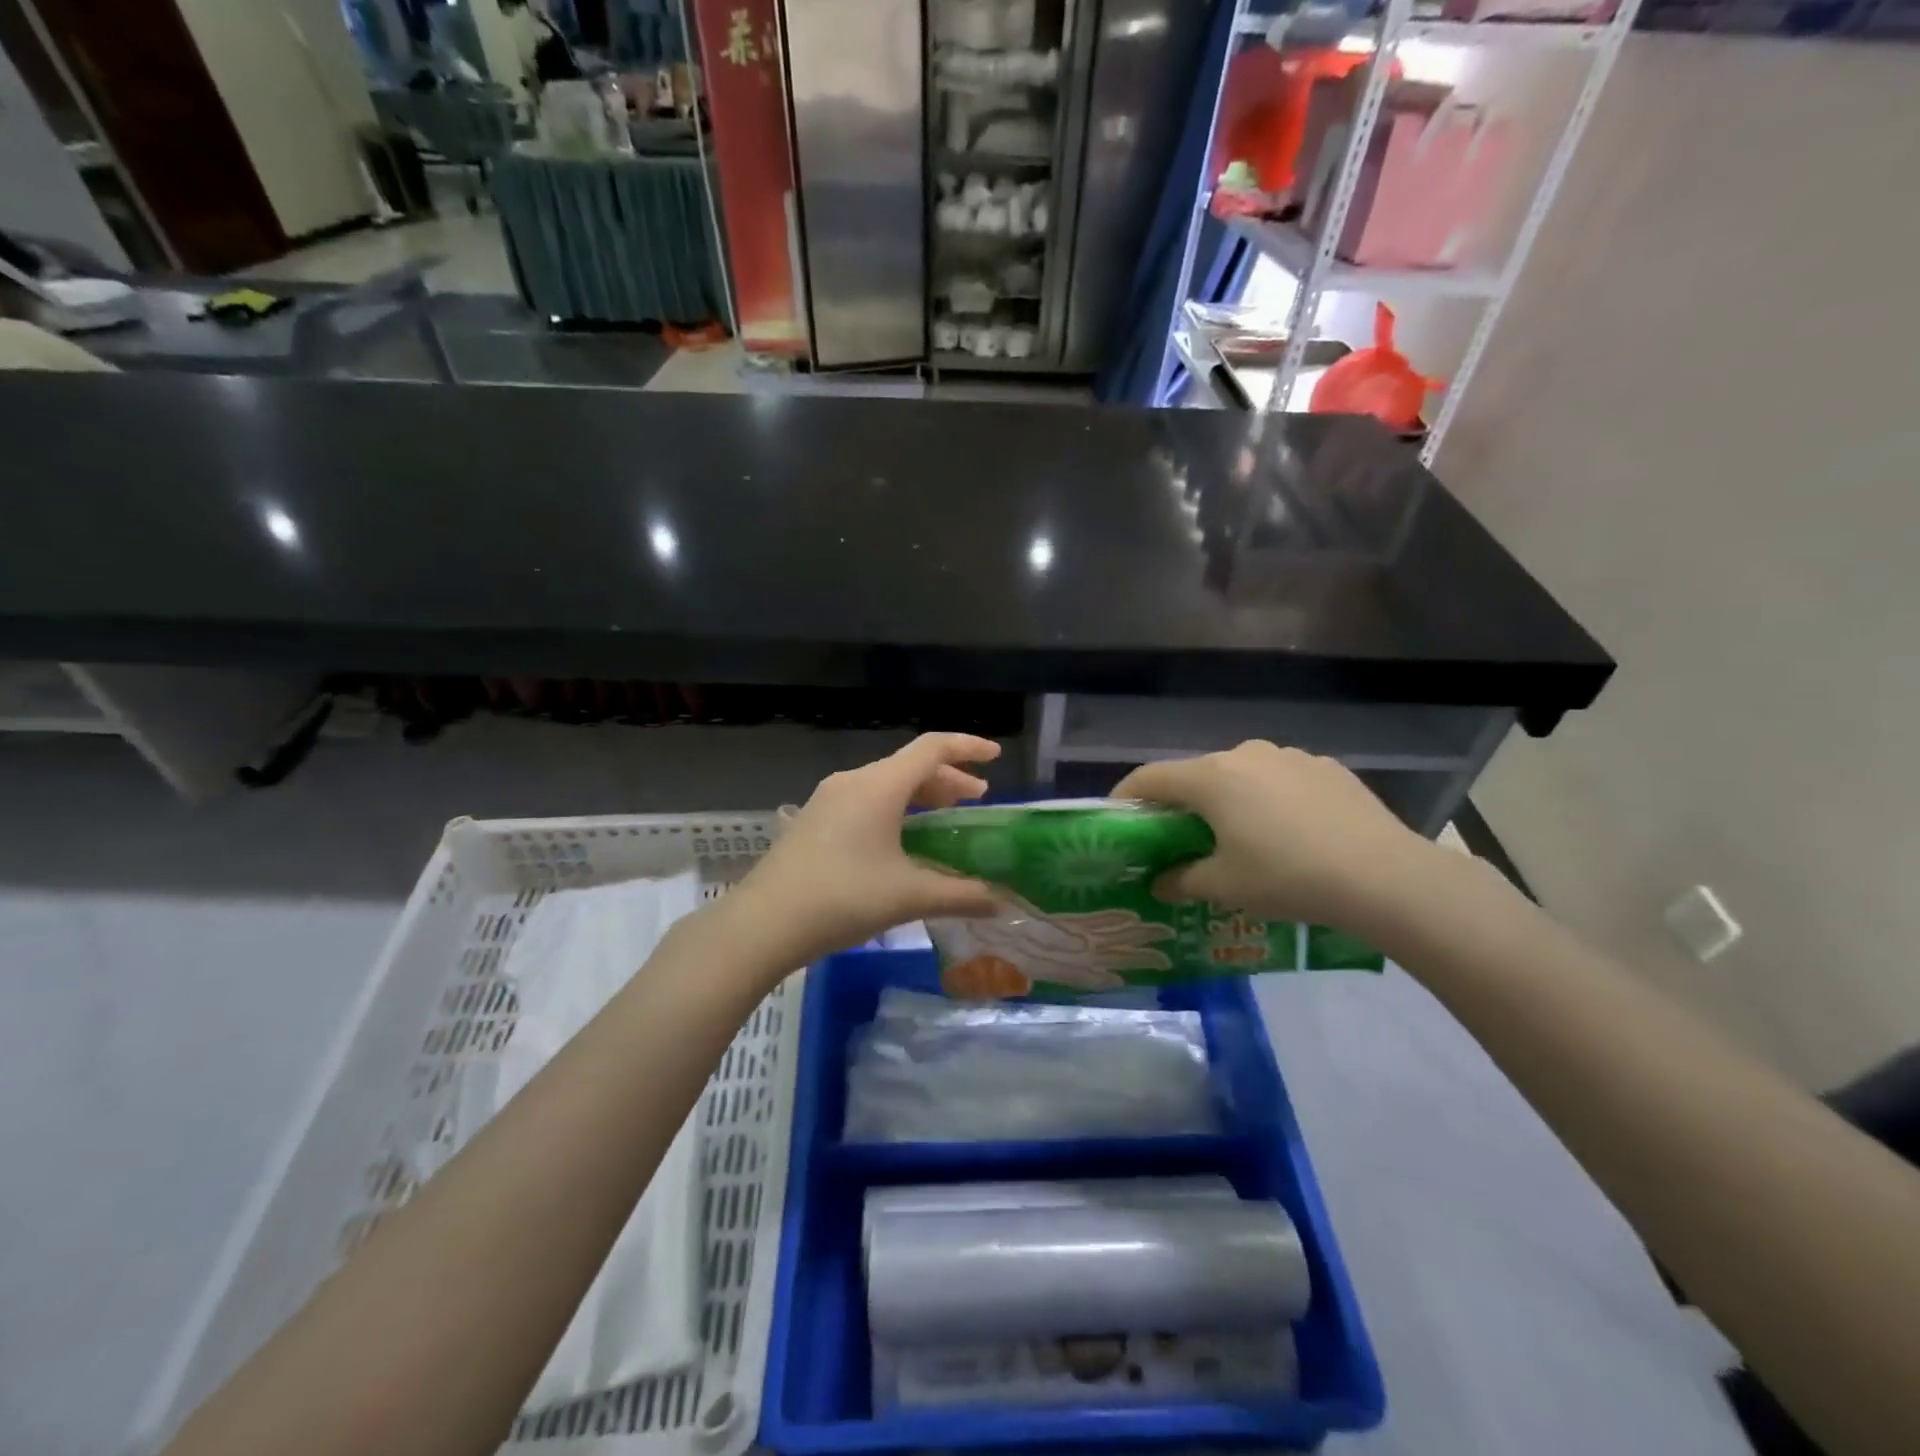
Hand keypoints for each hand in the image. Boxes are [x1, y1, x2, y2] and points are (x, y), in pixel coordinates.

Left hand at [720, 733, 1003, 971]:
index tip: (996, 756)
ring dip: (920, 795)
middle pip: (910, 766)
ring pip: (886, 784)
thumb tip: (1002, 902)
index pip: (932, 748)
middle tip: (976, 799)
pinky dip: (894, 809)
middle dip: (947, 779)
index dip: (968, 747)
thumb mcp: (908, 896)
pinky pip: (865, 800)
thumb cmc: (843, 898)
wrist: (763, 922)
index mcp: (879, 786)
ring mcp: (828, 799)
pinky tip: (900, 840)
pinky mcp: (814, 820)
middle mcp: (853, 782)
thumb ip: (961, 895)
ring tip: (944, 817)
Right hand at [1114, 741, 1438, 934]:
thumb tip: (1159, 882)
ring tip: (1240, 838)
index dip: (1125, 797)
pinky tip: (1290, 833)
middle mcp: (1244, 754)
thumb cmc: (1286, 877)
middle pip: (1196, 775)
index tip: (1117, 818)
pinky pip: (1281, 780)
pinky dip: (1270, 800)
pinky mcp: (1326, 768)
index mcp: (1211, 777)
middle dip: (1181, 804)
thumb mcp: (1224, 886)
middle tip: (1179, 838)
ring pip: (1241, 775)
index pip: (1149, 778)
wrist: (1384, 876)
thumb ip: (1181, 880)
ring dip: (1228, 800)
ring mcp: (1289, 757)